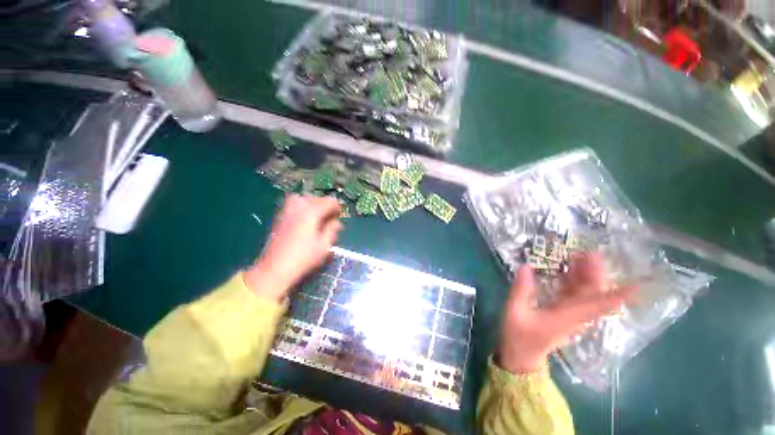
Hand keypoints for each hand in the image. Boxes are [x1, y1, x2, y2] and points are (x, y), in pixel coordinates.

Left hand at [244, 195, 341, 300]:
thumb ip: (332, 230)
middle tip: (330, 221)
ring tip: (318, 218)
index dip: (338, 208)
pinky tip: (306, 220)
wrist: (275, 268)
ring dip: (315, 206)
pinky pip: (295, 204)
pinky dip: (304, 208)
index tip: (339, 218)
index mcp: (312, 212)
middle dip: (326, 207)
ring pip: (306, 199)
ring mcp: (287, 209)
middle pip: (318, 198)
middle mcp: (299, 206)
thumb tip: (336, 222)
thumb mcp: (324, 245)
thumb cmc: (304, 258)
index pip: (330, 201)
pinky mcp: (280, 216)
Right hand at [498, 254, 633, 373]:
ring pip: (587, 293)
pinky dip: (575, 281)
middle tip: (589, 251)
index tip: (637, 281)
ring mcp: (572, 315)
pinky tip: (568, 270)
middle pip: (595, 294)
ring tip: (579, 255)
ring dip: (587, 275)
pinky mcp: (565, 314)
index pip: (599, 304)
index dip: (619, 294)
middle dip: (597, 273)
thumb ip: (521, 290)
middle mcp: (576, 316)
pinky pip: (576, 295)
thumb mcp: (515, 312)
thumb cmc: (519, 336)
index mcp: (567, 317)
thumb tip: (526, 266)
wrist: (522, 356)